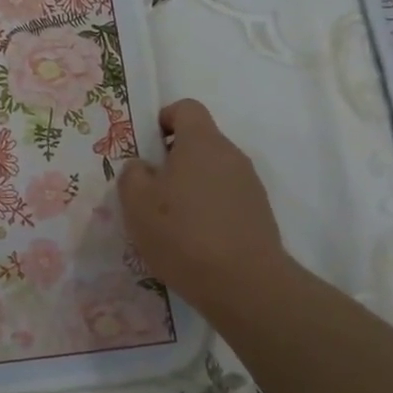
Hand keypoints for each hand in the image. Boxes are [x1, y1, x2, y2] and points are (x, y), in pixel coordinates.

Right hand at [118, 99, 288, 314]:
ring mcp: (250, 184)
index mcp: (201, 142)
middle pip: (199, 142)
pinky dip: (209, 209)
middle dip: (173, 159)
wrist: (244, 284)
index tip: (148, 148)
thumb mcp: (136, 202)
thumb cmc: (182, 233)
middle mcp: (230, 154)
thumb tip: (143, 167)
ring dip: (191, 186)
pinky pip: (226, 198)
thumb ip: (132, 174)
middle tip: (151, 191)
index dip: (164, 120)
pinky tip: (195, 240)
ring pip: (212, 172)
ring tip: (172, 222)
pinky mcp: (259, 213)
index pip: (186, 108)